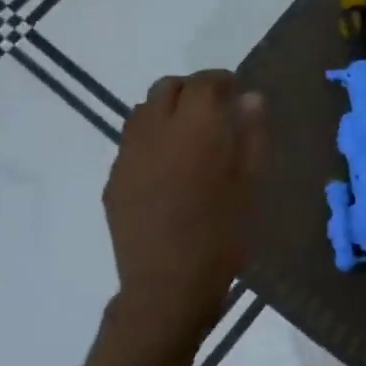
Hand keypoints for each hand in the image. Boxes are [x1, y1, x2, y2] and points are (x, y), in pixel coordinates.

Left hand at [101, 71, 265, 359]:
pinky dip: (151, 139)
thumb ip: (251, 136)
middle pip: (167, 88)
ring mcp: (127, 156)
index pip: (204, 83)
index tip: (237, 91)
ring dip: (167, 111)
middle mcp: (154, 132)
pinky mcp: (113, 181)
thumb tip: (251, 99)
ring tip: (189, 136)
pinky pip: (131, 143)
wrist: (167, 285)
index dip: (222, 80)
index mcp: (195, 129)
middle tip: (215, 110)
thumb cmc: (221, 235)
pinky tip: (167, 168)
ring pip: (142, 111)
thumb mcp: (249, 185)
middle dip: (192, 90)